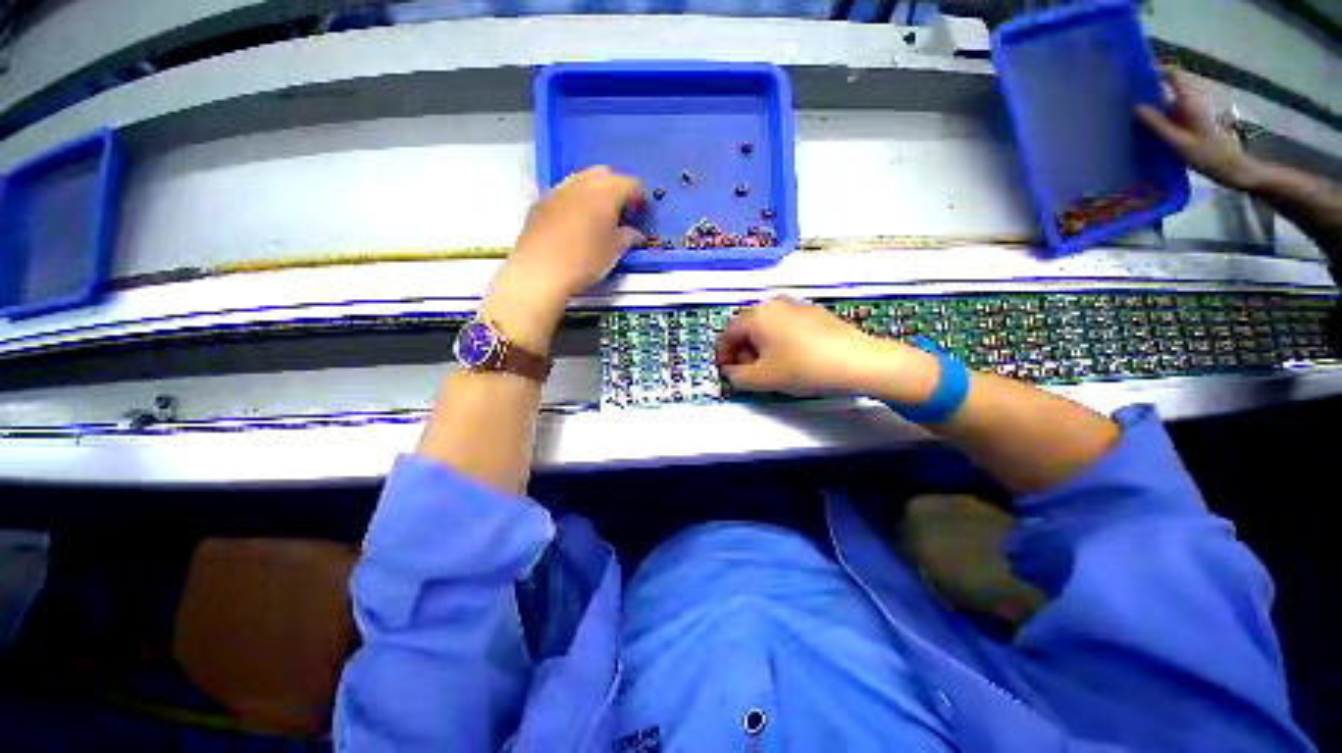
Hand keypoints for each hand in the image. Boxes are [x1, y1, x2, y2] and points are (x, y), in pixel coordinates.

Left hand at [483, 167, 643, 350]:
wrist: (541, 271)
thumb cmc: (585, 260)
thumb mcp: (615, 251)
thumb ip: (628, 237)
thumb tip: (634, 234)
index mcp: (606, 192)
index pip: (631, 184)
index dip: (640, 199)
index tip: (641, 214)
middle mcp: (582, 182)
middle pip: (606, 174)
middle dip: (616, 189)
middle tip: (621, 213)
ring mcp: (559, 190)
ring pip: (582, 180)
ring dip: (594, 193)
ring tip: (598, 218)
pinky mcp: (541, 202)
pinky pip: (564, 194)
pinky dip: (575, 202)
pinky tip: (575, 224)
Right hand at [715, 297, 938, 401]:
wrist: (858, 361)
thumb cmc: (803, 368)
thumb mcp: (762, 379)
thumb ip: (736, 377)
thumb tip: (731, 372)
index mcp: (756, 316)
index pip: (728, 334)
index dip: (723, 355)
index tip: (727, 372)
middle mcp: (773, 304)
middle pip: (746, 328)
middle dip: (742, 351)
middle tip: (748, 372)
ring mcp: (795, 305)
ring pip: (766, 326)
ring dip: (760, 347)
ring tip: (770, 367)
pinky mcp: (813, 313)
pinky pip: (785, 325)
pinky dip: (778, 341)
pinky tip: (792, 358)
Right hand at [1135, 69, 1263, 190]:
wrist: (1228, 168)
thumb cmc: (1205, 154)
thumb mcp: (1178, 141)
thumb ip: (1157, 123)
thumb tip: (1135, 106)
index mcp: (1189, 102)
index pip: (1173, 75)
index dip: (1156, 71)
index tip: (1135, 75)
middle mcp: (1189, 103)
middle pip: (1166, 88)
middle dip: (1147, 90)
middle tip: (1123, 97)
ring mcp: (1188, 114)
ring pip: (1165, 102)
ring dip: (1148, 106)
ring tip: (1126, 114)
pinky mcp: (1187, 124)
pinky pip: (1167, 115)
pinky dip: (1154, 118)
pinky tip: (1140, 128)